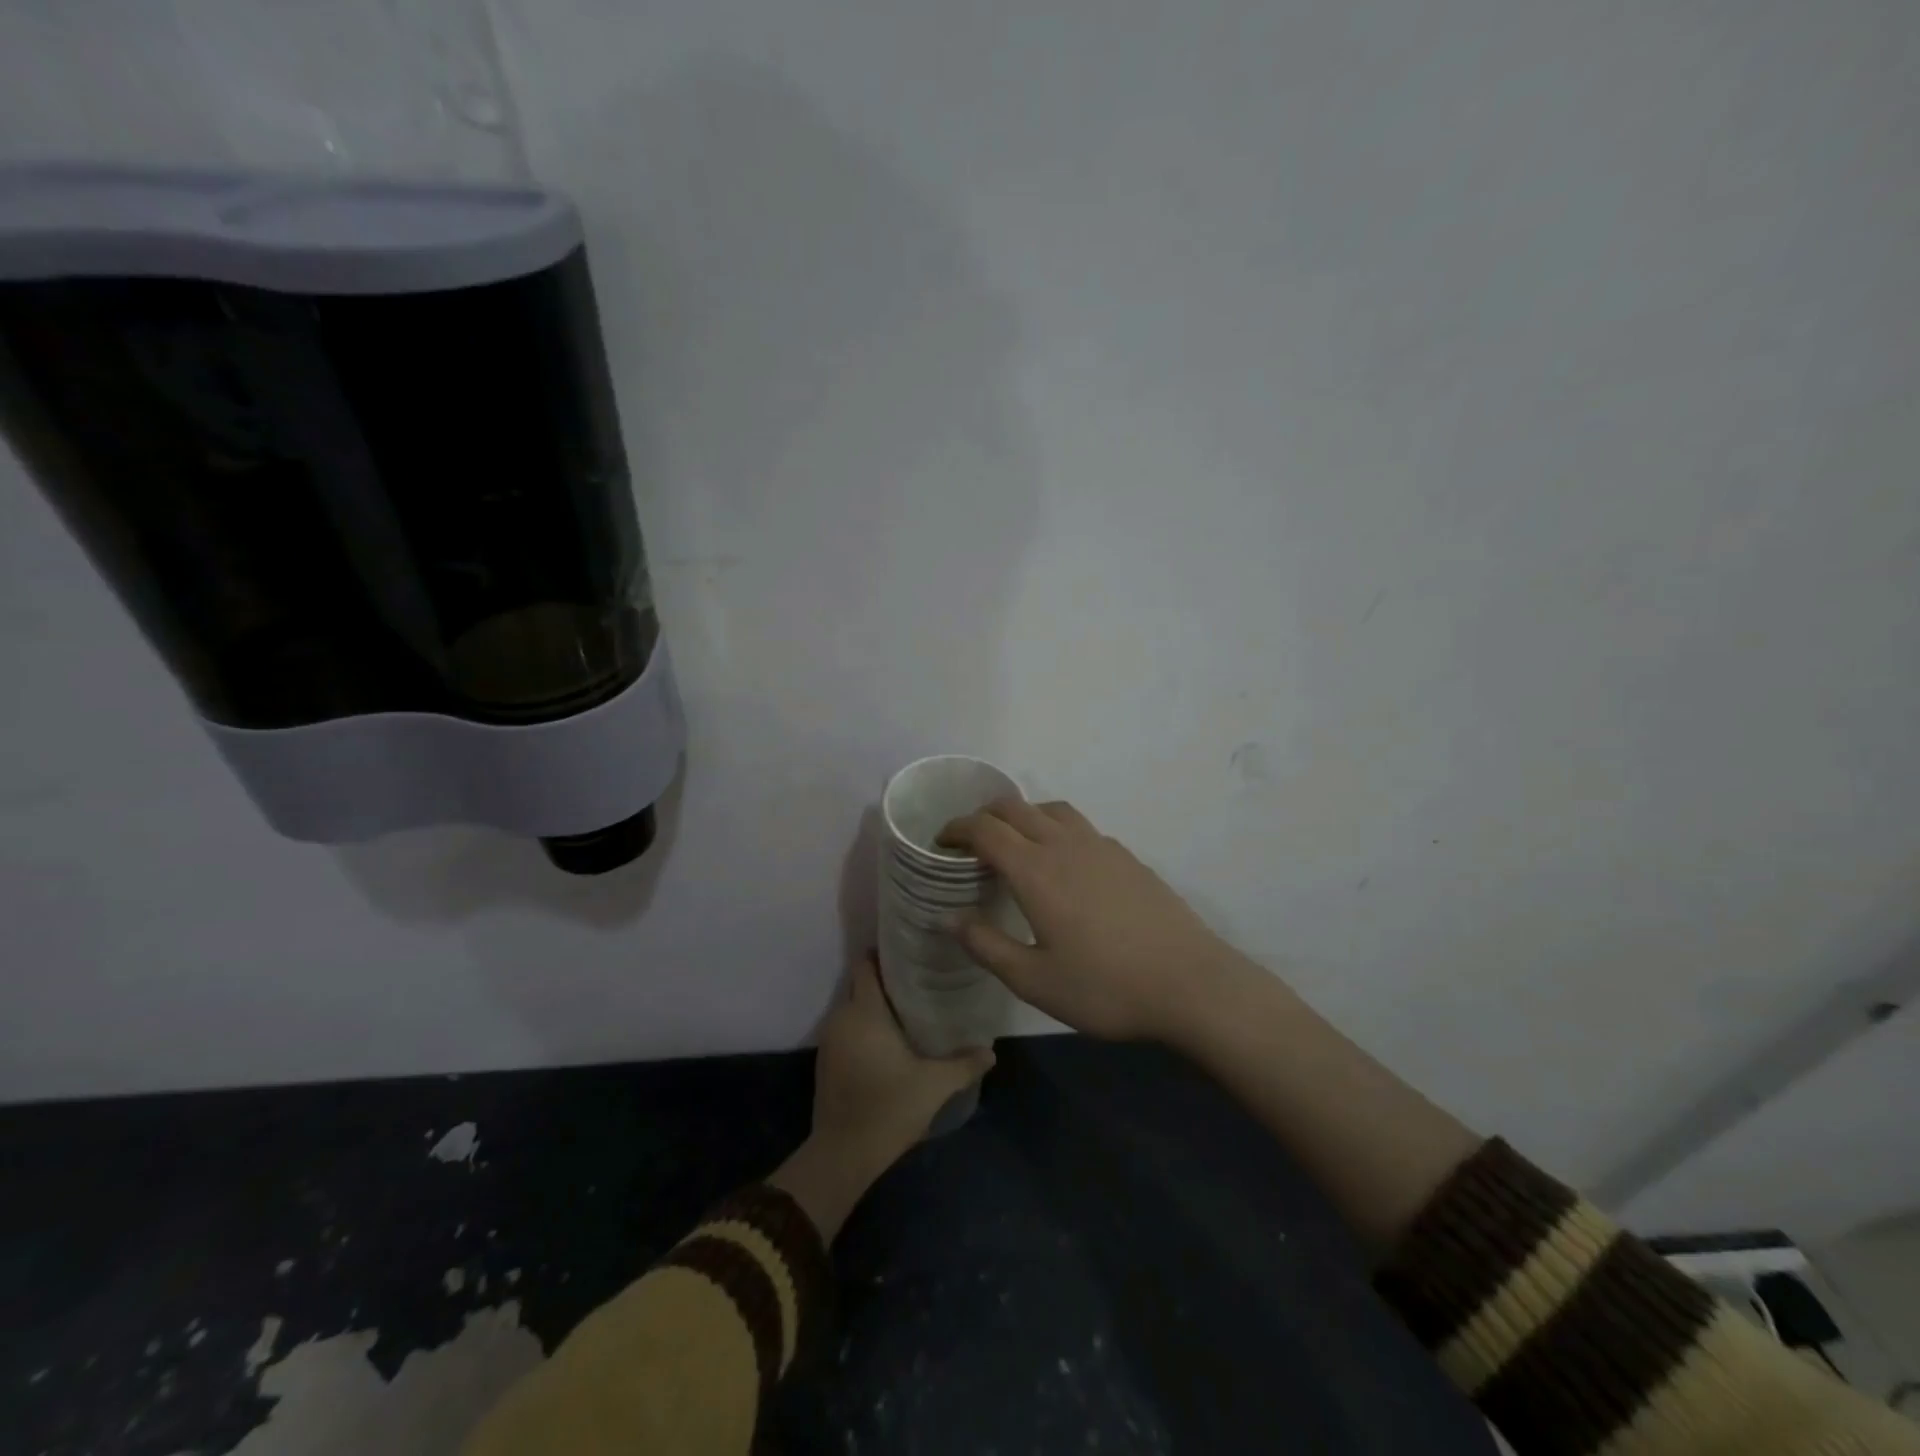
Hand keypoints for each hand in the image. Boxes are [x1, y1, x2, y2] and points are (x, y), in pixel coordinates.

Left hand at [771, 957, 994, 1241]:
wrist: (842, 1154)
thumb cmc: (888, 1108)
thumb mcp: (934, 1085)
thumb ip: (964, 1064)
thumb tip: (991, 1051)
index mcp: (865, 1011)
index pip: (866, 965)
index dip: (883, 952)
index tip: (909, 949)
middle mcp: (843, 1017)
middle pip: (860, 983)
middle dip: (884, 978)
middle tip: (918, 977)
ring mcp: (830, 1040)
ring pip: (853, 1007)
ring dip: (874, 1004)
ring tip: (908, 1006)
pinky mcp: (826, 1061)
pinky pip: (846, 1028)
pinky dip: (864, 1026)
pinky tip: (888, 1039)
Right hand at [939, 798, 1244, 1041]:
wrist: (1190, 983)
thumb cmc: (1104, 987)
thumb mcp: (1033, 980)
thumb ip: (985, 944)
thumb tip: (948, 916)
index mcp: (1035, 870)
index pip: (985, 829)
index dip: (956, 829)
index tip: (940, 842)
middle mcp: (1065, 844)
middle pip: (1015, 807)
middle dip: (984, 816)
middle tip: (969, 842)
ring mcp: (1101, 846)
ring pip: (1051, 809)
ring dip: (1023, 815)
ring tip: (1015, 843)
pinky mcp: (1127, 857)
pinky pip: (1080, 826)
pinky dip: (1056, 829)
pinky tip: (1064, 863)